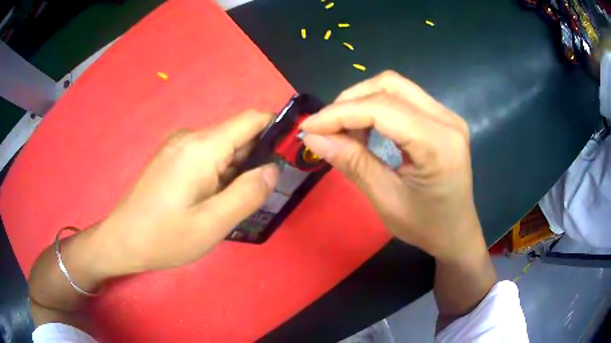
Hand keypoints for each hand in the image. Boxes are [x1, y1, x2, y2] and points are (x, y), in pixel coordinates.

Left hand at [90, 111, 278, 276]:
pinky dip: (221, 174)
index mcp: (202, 147)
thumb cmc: (165, 237)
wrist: (123, 240)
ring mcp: (179, 147)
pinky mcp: (173, 158)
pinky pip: (207, 158)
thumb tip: (273, 169)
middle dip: (257, 159)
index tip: (291, 153)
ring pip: (223, 149)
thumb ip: (248, 194)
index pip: (251, 120)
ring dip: (238, 170)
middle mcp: (191, 138)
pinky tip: (216, 201)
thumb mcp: (212, 224)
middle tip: (264, 194)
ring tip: (237, 203)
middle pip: (238, 136)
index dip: (276, 129)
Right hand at [301, 71, 483, 261]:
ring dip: (362, 102)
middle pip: (389, 86)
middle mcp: (446, 119)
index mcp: (439, 143)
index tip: (308, 127)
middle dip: (349, 102)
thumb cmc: (426, 226)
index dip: (339, 114)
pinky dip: (376, 107)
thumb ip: (353, 163)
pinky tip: (365, 128)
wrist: (456, 232)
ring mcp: (447, 115)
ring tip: (343, 130)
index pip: (382, 109)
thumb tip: (313, 137)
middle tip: (325, 128)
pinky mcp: (442, 118)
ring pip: (395, 87)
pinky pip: (403, 99)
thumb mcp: (386, 200)